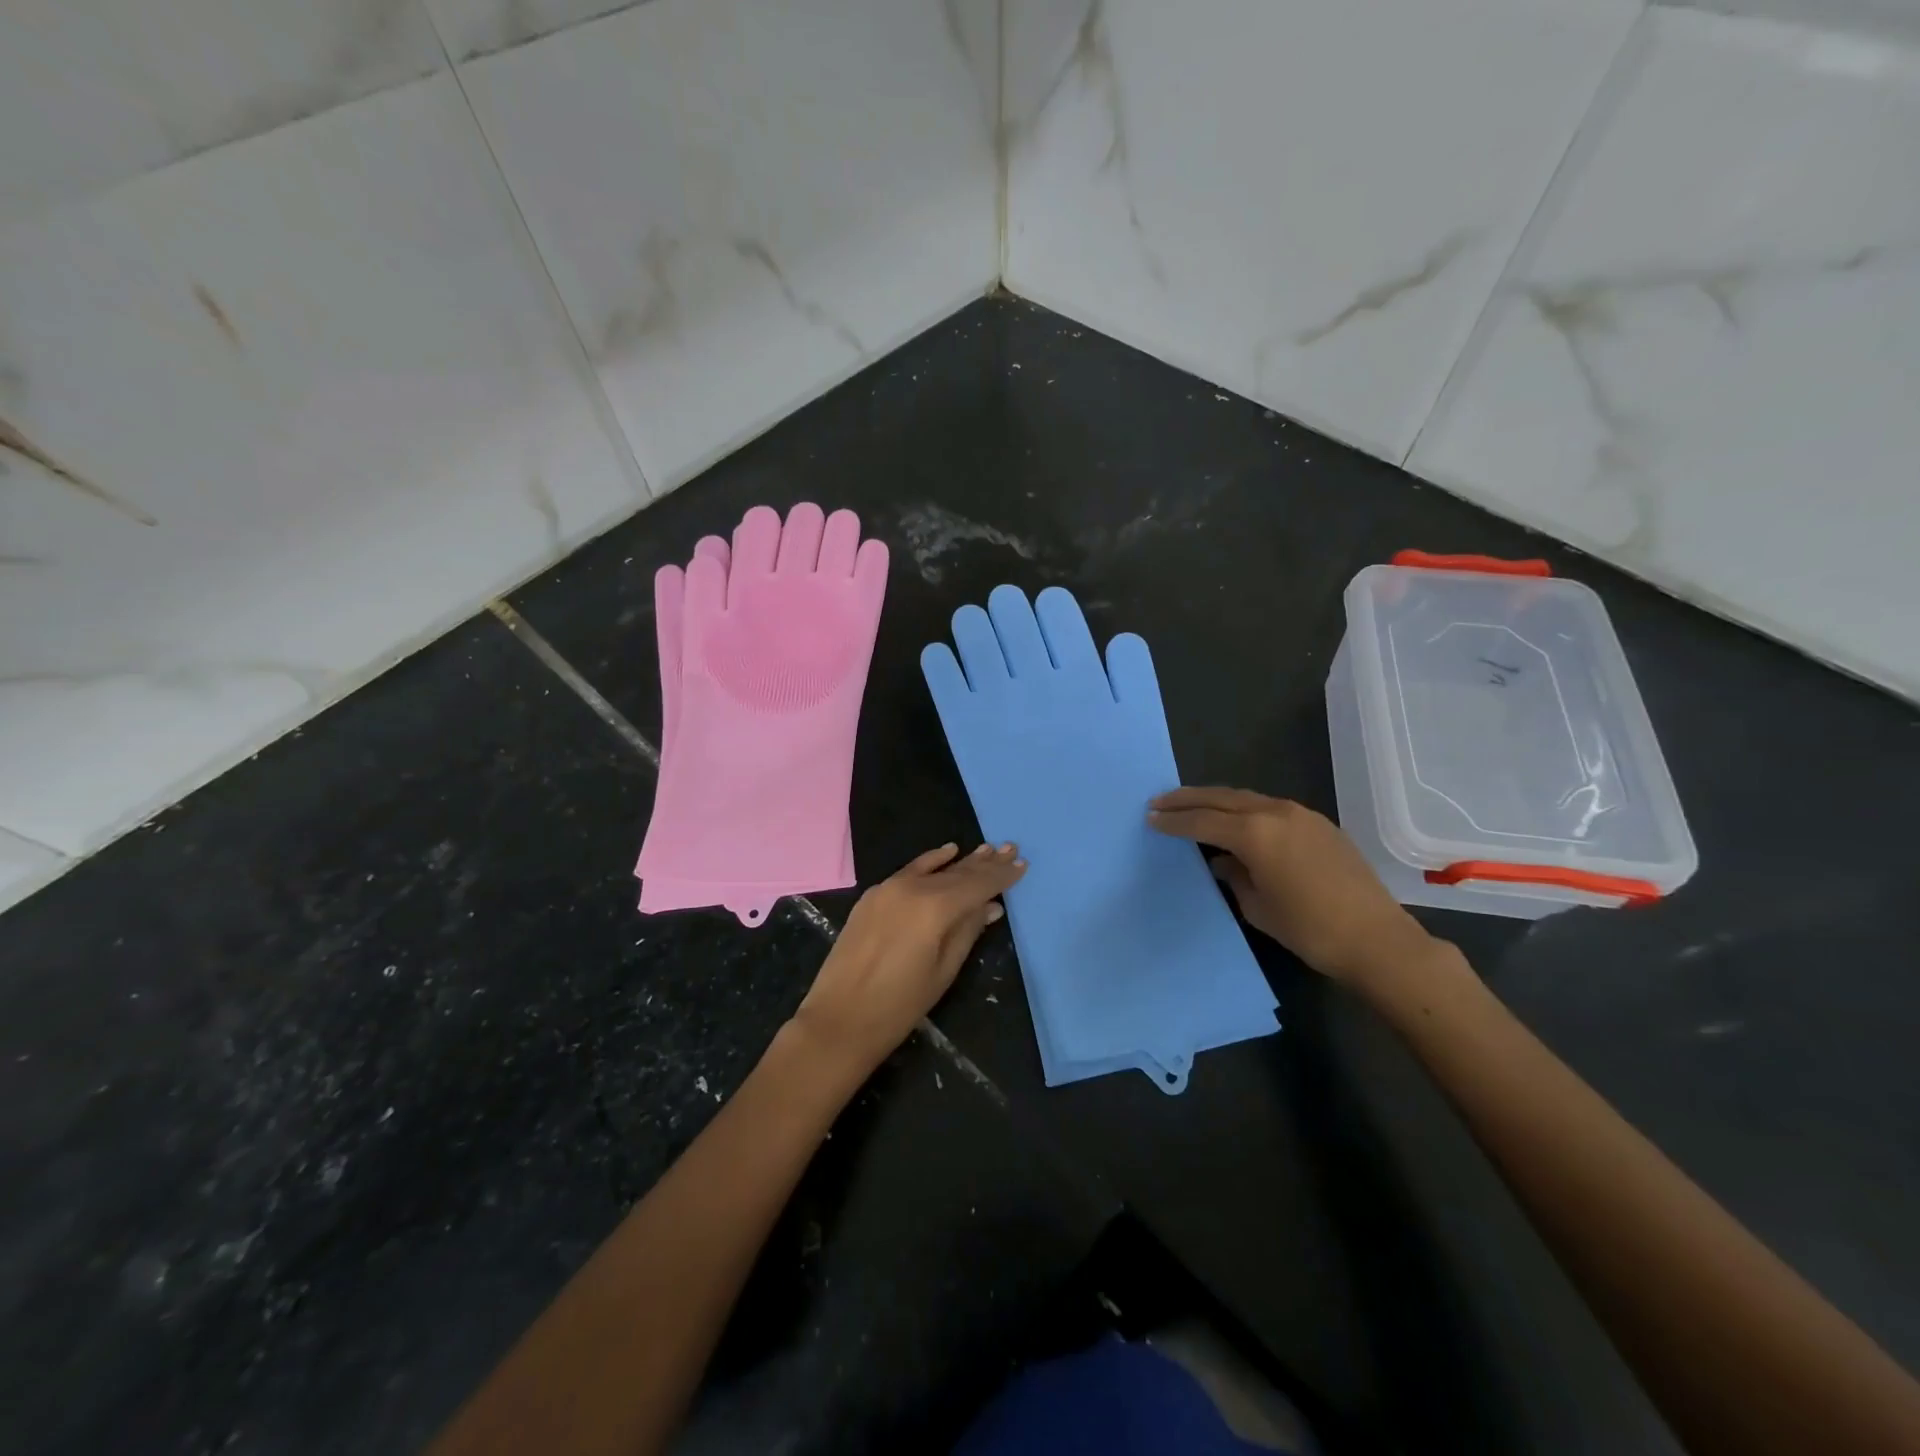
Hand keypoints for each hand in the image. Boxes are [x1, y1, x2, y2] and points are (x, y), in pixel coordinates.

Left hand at [789, 842, 1025, 1082]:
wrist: (839, 1018)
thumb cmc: (899, 1005)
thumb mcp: (943, 970)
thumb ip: (967, 931)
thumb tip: (990, 906)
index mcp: (935, 908)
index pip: (978, 884)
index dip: (1001, 876)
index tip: (1022, 863)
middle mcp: (913, 888)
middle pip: (957, 872)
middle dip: (986, 863)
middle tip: (1010, 848)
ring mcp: (889, 888)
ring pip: (934, 869)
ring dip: (962, 861)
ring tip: (987, 849)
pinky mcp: (872, 896)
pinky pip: (909, 871)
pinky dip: (930, 862)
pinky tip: (947, 851)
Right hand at [1148, 787, 1432, 983]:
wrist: (1377, 939)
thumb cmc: (1309, 930)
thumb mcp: (1258, 907)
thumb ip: (1233, 876)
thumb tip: (1222, 861)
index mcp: (1255, 834)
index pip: (1202, 821)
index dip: (1174, 820)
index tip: (1149, 817)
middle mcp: (1275, 813)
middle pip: (1221, 798)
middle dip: (1188, 799)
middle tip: (1160, 800)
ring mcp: (1300, 815)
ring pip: (1246, 798)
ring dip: (1216, 801)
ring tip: (1191, 806)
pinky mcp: (1318, 824)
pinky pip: (1269, 808)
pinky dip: (1244, 810)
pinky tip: (1236, 823)